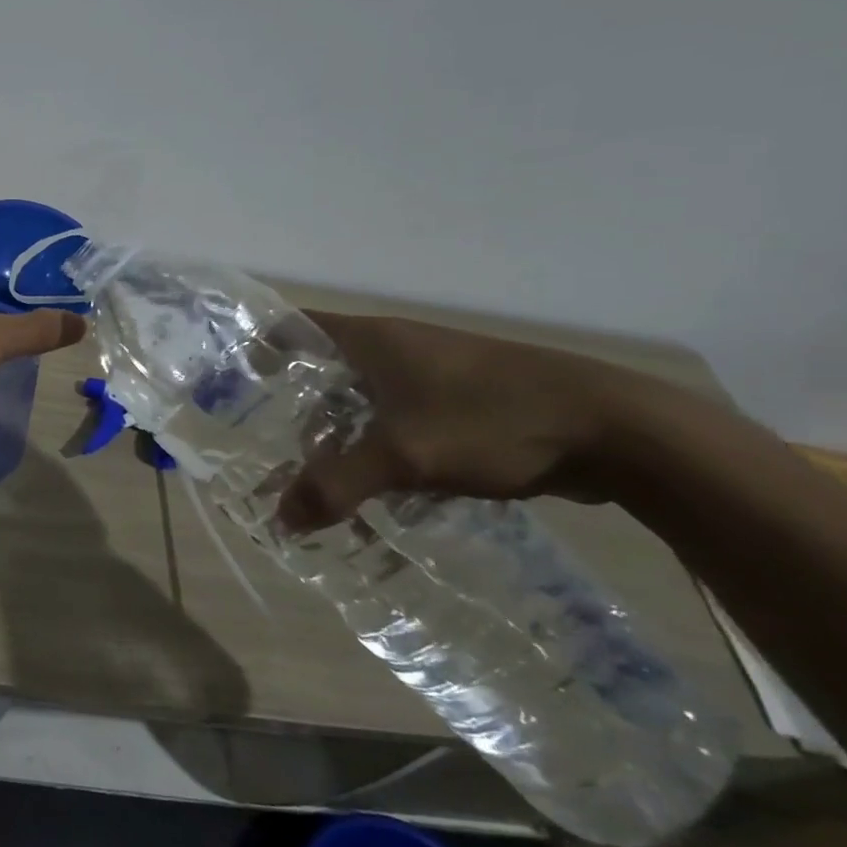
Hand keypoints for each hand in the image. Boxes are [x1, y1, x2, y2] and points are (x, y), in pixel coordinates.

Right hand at [277, 312, 639, 527]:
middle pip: (322, 369)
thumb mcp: (403, 455)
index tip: (231, 387)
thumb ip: (336, 484)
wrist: (615, 428)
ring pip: (362, 397)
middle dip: (293, 407)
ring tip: (316, 474)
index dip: (256, 350)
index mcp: (370, 338)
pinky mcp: (462, 399)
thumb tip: (279, 519)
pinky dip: (379, 443)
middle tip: (266, 446)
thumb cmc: (491, 420)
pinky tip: (378, 483)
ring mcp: (431, 371)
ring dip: (339, 431)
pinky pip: (399, 417)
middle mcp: (394, 345)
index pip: (291, 327)